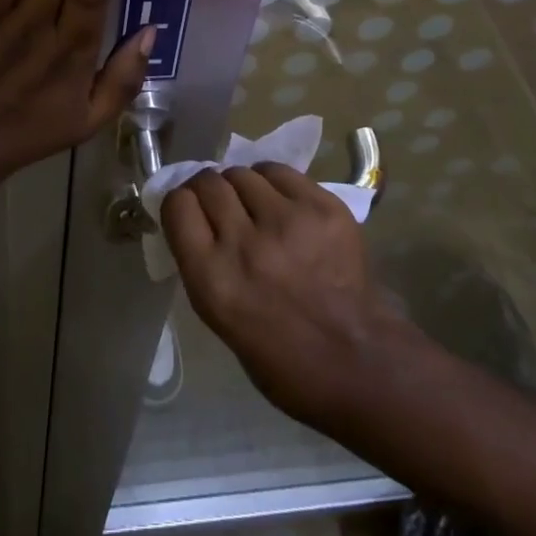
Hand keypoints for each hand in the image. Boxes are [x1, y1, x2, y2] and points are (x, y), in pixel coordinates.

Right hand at [162, 164, 401, 431]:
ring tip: (256, 205)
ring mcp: (287, 221)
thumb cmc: (281, 358)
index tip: (190, 210)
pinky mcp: (322, 207)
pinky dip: (274, 182)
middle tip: (224, 206)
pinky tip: (282, 202)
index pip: (177, 205)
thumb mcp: (220, 318)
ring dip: (243, 186)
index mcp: (212, 281)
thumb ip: (203, 263)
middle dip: (210, 190)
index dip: (181, 203)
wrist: (358, 363)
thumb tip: (195, 219)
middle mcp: (244, 244)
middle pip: (209, 183)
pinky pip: (281, 172)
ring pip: (244, 172)